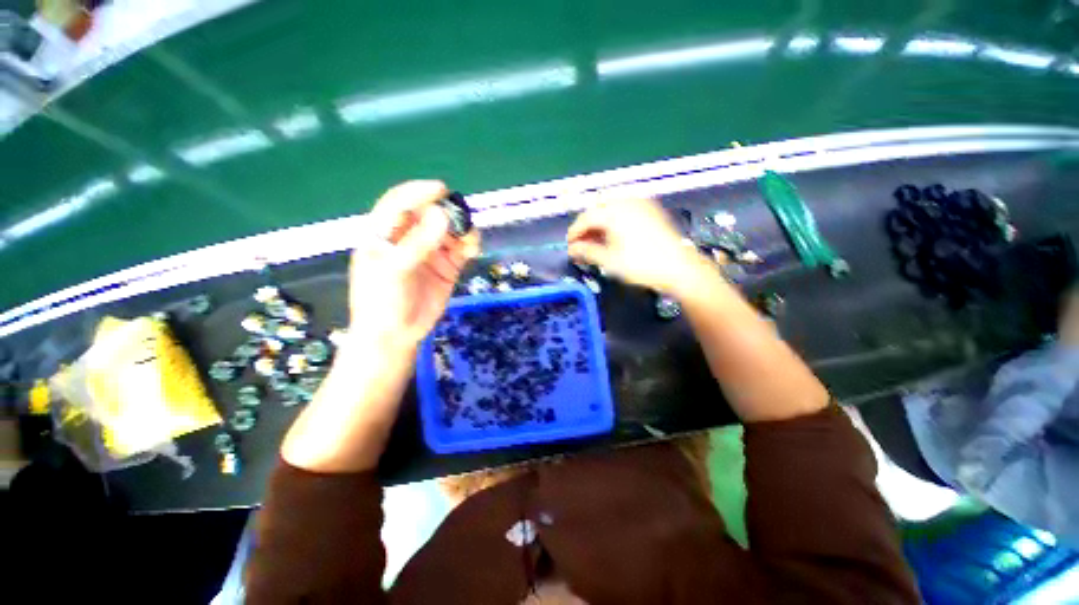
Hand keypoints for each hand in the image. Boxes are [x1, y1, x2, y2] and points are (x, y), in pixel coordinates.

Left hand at [350, 180, 480, 347]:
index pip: (400, 203)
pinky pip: (462, 250)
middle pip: (430, 214)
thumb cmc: (382, 301)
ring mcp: (430, 252)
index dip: (418, 193)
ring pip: (450, 231)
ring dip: (462, 230)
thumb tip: (443, 216)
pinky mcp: (448, 267)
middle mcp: (409, 238)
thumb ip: (418, 243)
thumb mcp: (394, 269)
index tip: (441, 189)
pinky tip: (473, 249)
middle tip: (461, 219)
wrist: (396, 335)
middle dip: (447, 213)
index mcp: (385, 233)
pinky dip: (470, 245)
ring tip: (469, 239)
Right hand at [567, 195, 705, 296]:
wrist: (679, 267)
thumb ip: (587, 252)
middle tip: (582, 245)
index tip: (569, 247)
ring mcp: (640, 203)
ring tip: (597, 241)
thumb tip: (571, 250)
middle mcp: (625, 201)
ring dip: (600, 222)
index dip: (574, 233)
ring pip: (611, 207)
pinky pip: (625, 208)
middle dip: (587, 226)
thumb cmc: (641, 265)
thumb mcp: (609, 261)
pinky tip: (614, 234)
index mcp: (613, 212)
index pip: (585, 218)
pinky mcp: (650, 209)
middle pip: (597, 209)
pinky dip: (614, 219)